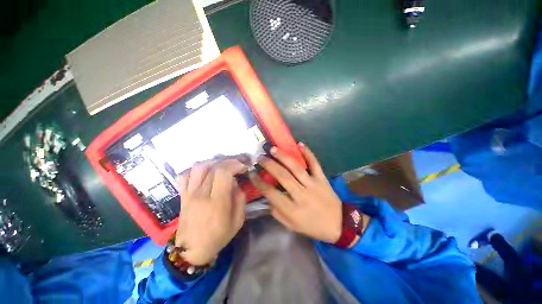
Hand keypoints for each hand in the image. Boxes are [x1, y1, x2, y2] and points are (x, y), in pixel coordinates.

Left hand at [175, 159, 246, 264]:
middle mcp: (201, 194)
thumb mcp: (238, 220)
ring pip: (199, 167)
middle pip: (213, 167)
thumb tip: (235, 182)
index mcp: (216, 202)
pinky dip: (195, 169)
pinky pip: (184, 175)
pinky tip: (205, 172)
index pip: (223, 173)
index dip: (235, 165)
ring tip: (222, 166)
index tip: (243, 167)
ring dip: (213, 162)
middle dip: (228, 162)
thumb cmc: (218, 237)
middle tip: (236, 165)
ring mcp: (189, 194)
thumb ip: (240, 198)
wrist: (192, 251)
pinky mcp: (182, 195)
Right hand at [249, 143, 342, 243]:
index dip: (259, 182)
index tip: (251, 173)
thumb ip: (277, 211)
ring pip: (296, 168)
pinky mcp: (322, 179)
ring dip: (283, 157)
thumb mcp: (291, 225)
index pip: (271, 193)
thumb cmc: (312, 226)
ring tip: (273, 149)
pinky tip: (300, 144)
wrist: (338, 224)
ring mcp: (313, 185)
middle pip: (282, 176)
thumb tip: (267, 196)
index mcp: (292, 209)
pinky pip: (315, 164)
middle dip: (269, 165)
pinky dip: (308, 153)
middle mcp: (301, 195)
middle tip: (260, 157)